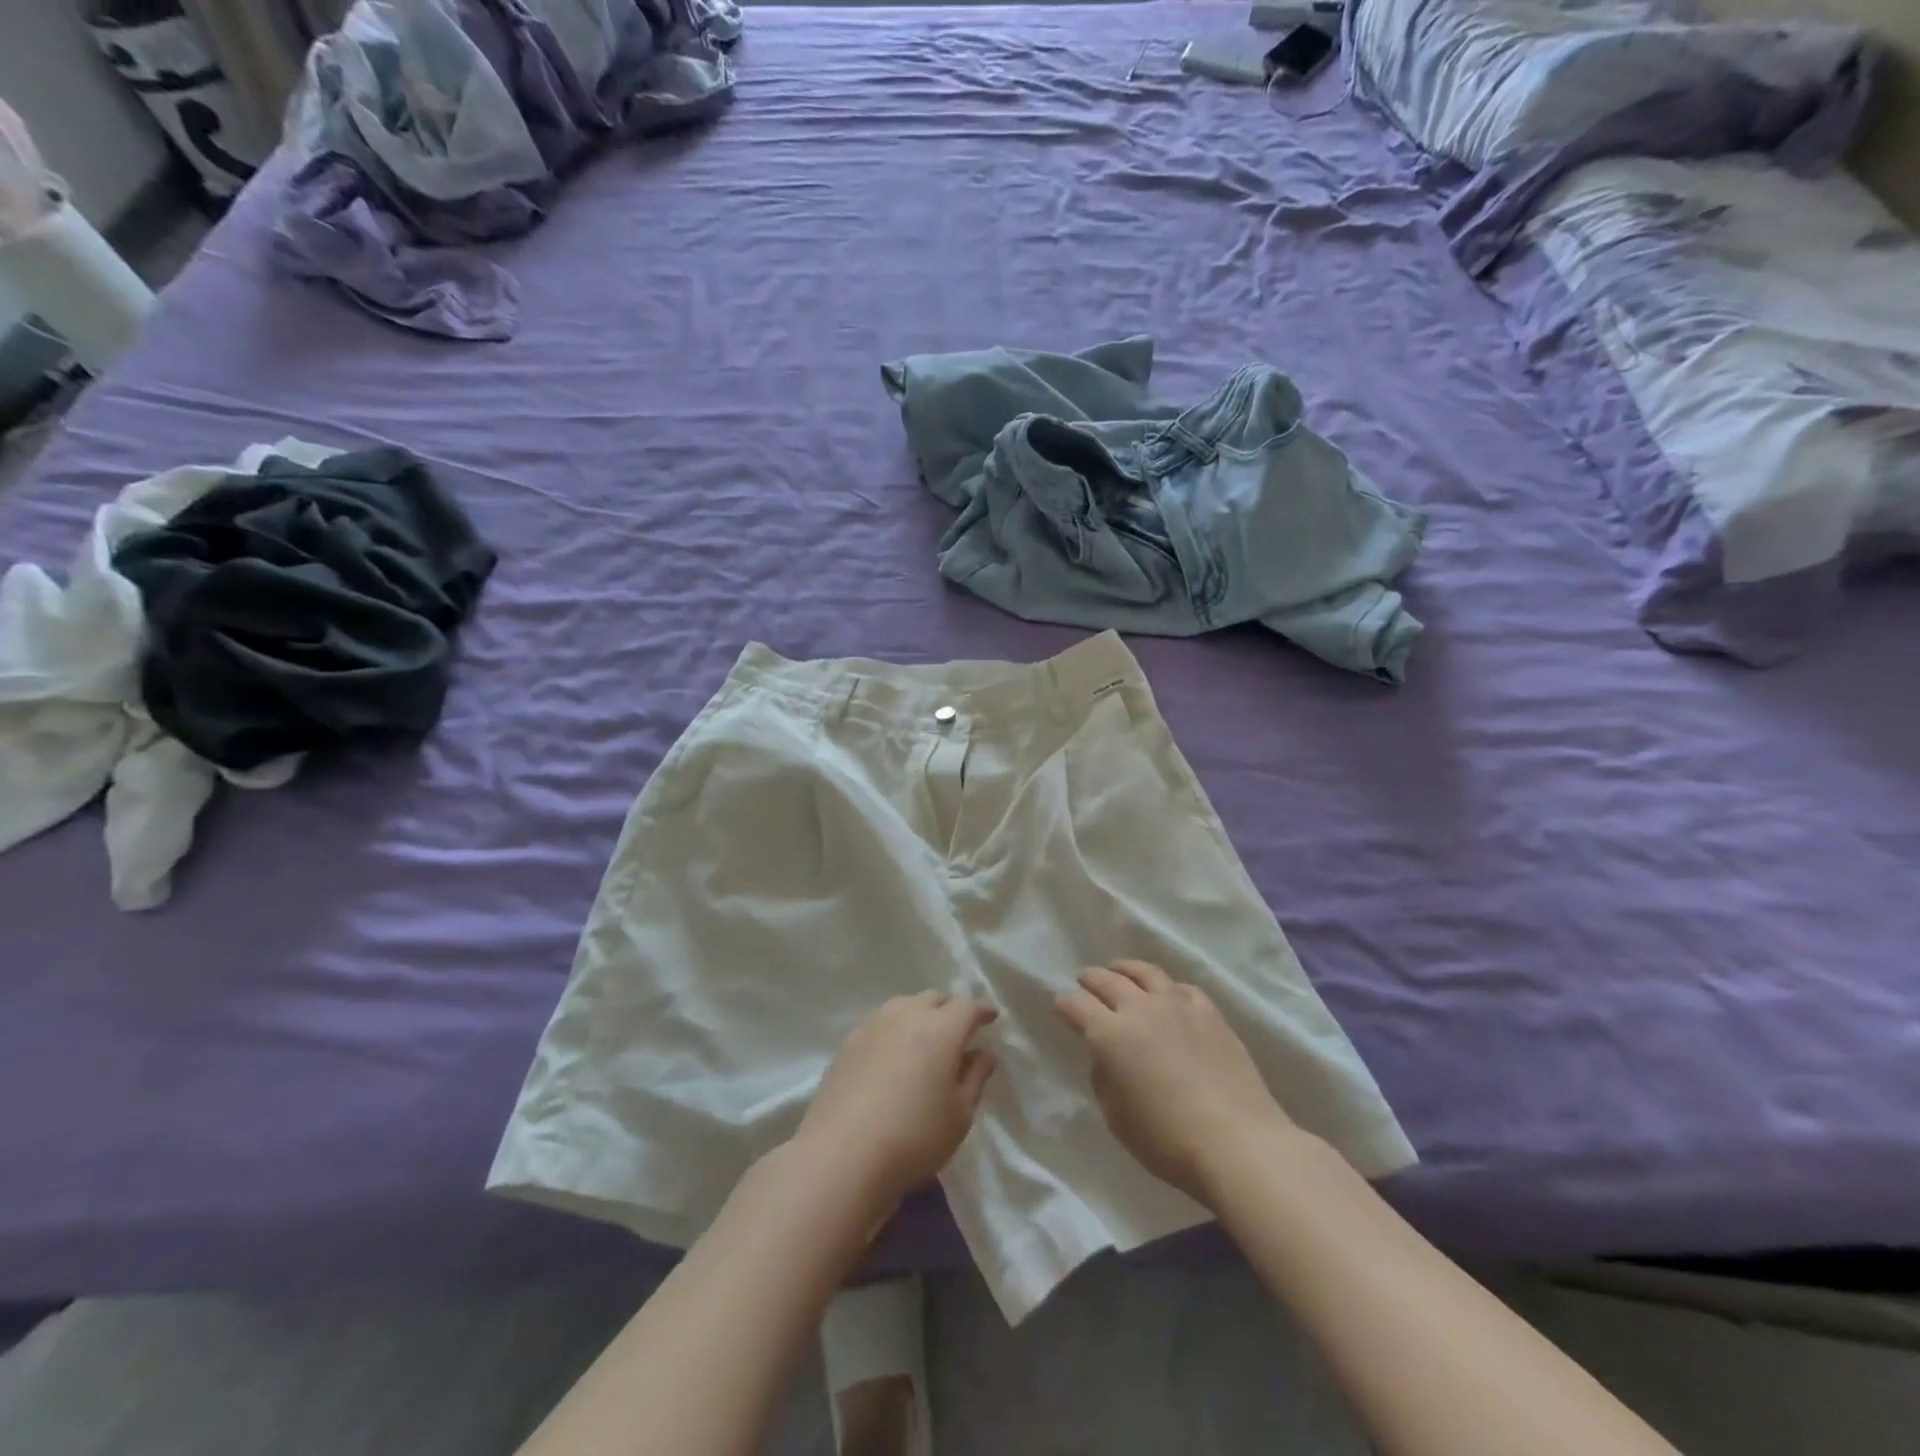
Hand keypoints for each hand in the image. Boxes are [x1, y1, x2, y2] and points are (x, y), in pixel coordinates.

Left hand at [793, 992, 997, 1213]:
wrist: (842, 1155)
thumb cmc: (914, 1137)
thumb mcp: (959, 1115)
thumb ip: (975, 1077)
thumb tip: (984, 1052)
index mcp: (941, 1029)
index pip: (968, 1007)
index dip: (982, 1011)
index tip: (991, 1017)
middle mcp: (907, 1015)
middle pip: (934, 999)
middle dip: (950, 1009)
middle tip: (958, 1032)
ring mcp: (873, 1025)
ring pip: (903, 1005)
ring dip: (919, 1015)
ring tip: (924, 1039)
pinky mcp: (848, 1042)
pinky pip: (879, 1023)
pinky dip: (893, 1029)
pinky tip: (892, 1053)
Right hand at [1055, 959, 1294, 1204]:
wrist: (1238, 1142)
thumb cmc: (1168, 1140)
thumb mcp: (1117, 1118)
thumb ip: (1105, 1078)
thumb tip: (1106, 1056)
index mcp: (1110, 1035)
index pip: (1077, 1005)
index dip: (1064, 1004)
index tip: (1060, 1006)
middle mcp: (1140, 1009)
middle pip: (1107, 980)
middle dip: (1090, 979)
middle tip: (1083, 981)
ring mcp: (1177, 1005)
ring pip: (1144, 972)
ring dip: (1124, 969)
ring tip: (1118, 970)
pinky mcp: (1209, 1012)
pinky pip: (1180, 987)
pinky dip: (1165, 986)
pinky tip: (1165, 992)